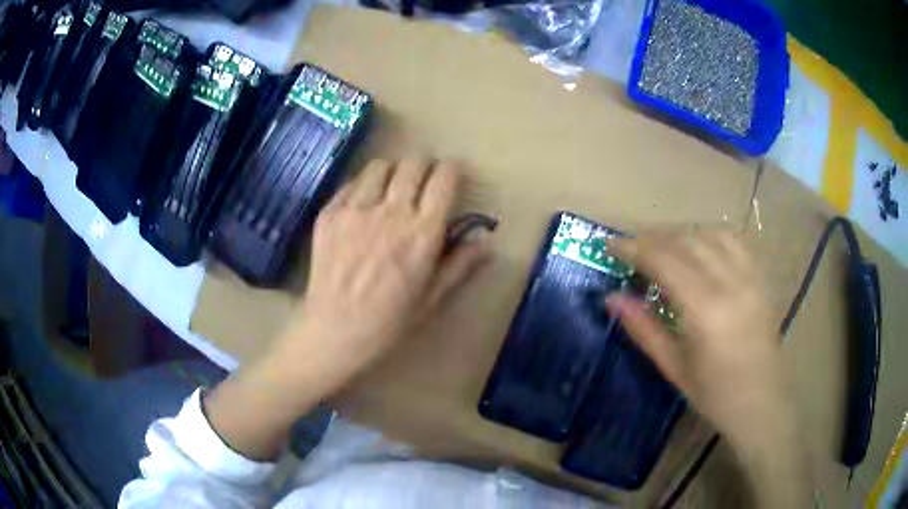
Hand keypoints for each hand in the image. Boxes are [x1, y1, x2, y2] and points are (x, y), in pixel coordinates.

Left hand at [287, 158, 491, 378]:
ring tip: (391, 189)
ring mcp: (355, 210)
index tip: (453, 175)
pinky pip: (351, 183)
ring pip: (380, 166)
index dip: (453, 170)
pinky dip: (363, 187)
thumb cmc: (389, 323)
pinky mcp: (329, 214)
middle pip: (413, 163)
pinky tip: (362, 207)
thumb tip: (487, 241)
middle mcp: (391, 212)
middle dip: (424, 166)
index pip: (444, 179)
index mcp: (422, 233)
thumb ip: (460, 264)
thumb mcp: (432, 299)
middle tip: (423, 182)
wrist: (334, 333)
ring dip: (392, 172)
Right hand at [605, 230, 788, 440]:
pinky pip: (733, 240)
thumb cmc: (715, 395)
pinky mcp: (761, 277)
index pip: (664, 260)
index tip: (609, 244)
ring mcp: (750, 276)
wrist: (763, 402)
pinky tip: (699, 248)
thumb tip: (612, 298)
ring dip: (680, 234)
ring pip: (709, 233)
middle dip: (652, 237)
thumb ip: (643, 328)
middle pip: (685, 240)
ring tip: (662, 247)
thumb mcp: (674, 368)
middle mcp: (730, 283)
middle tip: (630, 248)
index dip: (633, 247)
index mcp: (705, 310)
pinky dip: (709, 235)